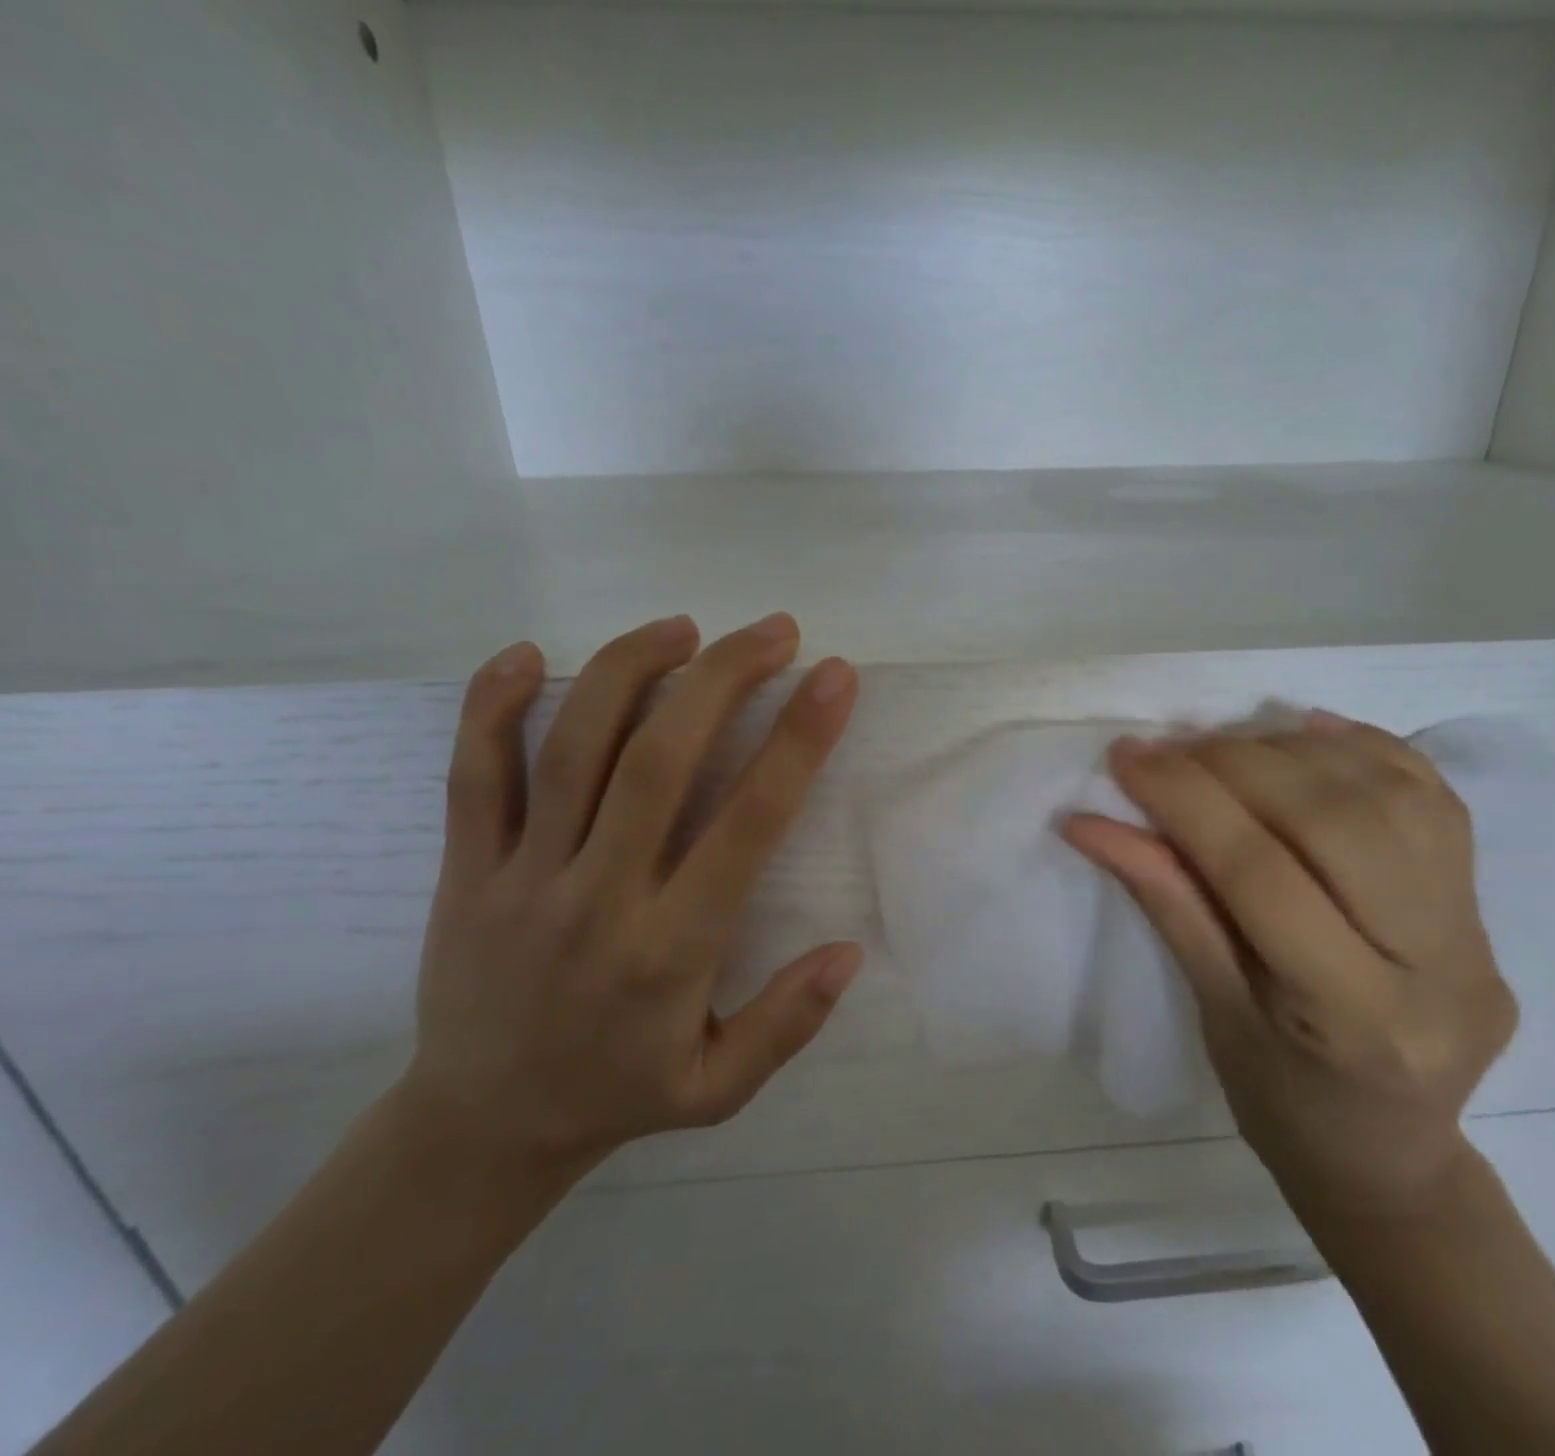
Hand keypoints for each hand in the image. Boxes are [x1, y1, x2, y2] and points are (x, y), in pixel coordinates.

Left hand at [399, 614, 862, 1184]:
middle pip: (659, 761)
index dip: (797, 742)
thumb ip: (788, 1021)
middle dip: (723, 678)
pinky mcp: (465, 871)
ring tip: (683, 627)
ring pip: (572, 749)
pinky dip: (490, 707)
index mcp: (671, 949)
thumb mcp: (720, 1089)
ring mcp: (521, 878)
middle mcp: (597, 898)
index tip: (833, 679)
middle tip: (774, 630)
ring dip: (630, 671)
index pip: (747, 824)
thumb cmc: (617, 1093)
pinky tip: (524, 654)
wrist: (478, 1129)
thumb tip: (850, 950)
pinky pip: (473, 775)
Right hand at [1064, 712, 1516, 1225]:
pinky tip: (1304, 733)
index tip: (1127, 757)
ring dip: (1294, 751)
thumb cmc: (1283, 1104)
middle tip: (1169, 748)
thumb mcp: (1212, 1011)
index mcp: (1354, 1018)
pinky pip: (1432, 797)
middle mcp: (1436, 966)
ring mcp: (1477, 931)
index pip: (1260, 874)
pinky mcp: (1488, 905)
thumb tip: (1094, 823)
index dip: (1185, 801)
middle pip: (1335, 820)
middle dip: (1237, 764)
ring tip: (1225, 746)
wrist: (1393, 1158)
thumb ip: (1166, 901)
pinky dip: (1363, 749)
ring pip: (1390, 794)